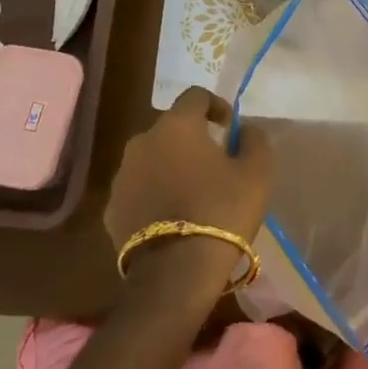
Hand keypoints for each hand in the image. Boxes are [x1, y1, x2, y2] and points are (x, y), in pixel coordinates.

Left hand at [105, 88, 272, 293]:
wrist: (175, 273)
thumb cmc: (221, 212)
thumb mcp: (256, 173)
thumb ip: (254, 140)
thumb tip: (246, 128)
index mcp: (177, 126)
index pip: (195, 95)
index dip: (216, 105)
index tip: (230, 127)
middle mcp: (142, 141)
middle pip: (171, 129)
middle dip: (192, 139)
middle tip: (213, 164)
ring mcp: (122, 175)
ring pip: (152, 159)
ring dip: (170, 167)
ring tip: (192, 193)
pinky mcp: (111, 208)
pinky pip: (138, 189)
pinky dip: (154, 194)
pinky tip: (172, 217)